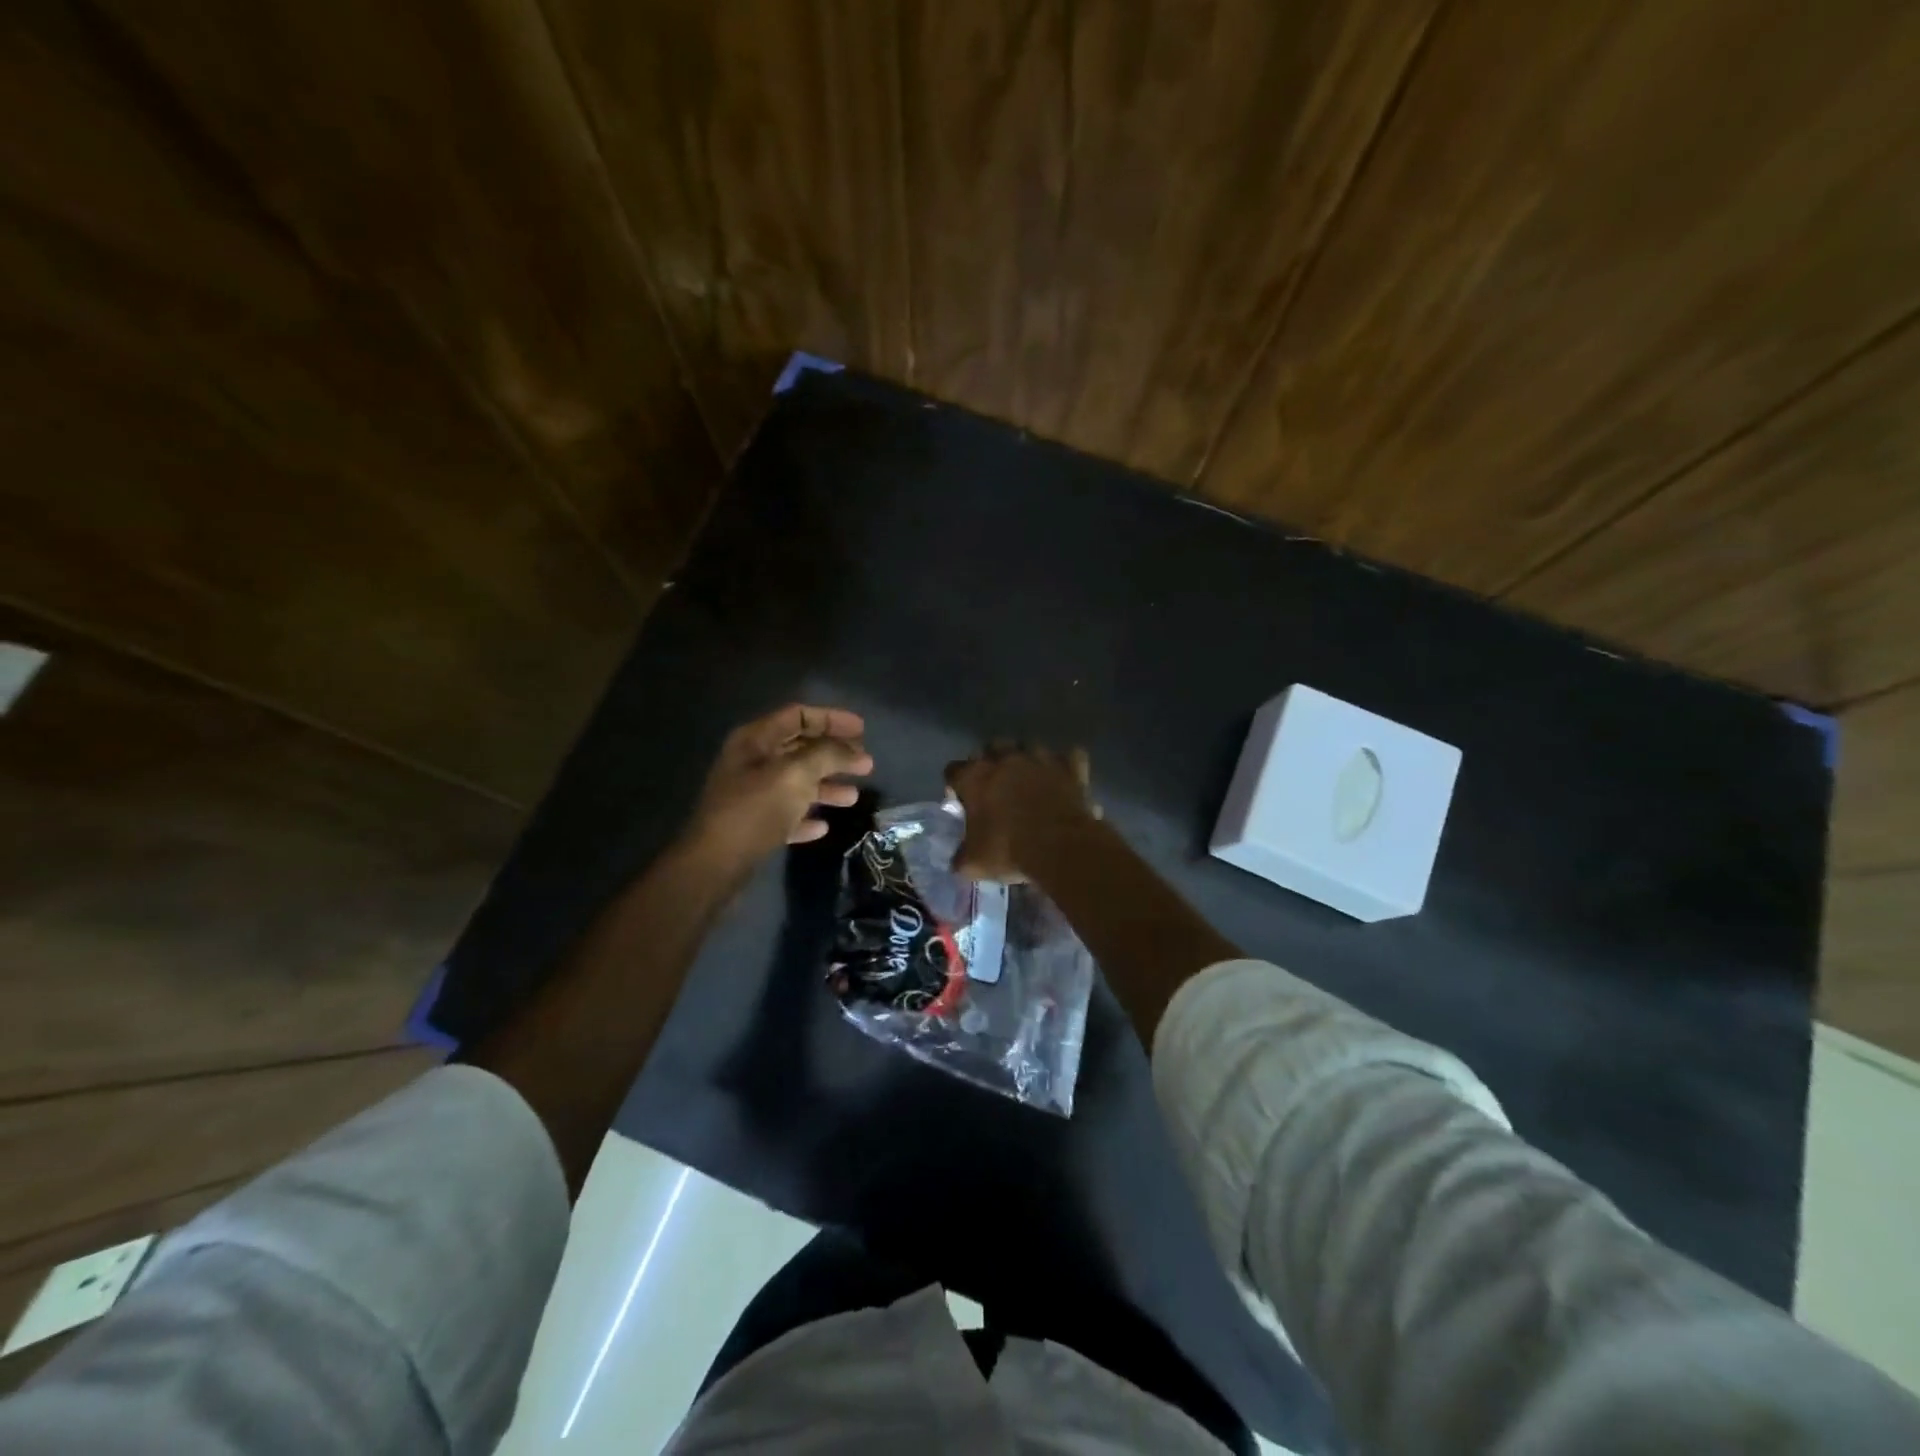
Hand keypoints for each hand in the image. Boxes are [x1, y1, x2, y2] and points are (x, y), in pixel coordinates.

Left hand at [687, 705, 872, 865]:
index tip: (863, 731)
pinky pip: (787, 814)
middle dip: (834, 755)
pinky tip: (823, 827)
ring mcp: (751, 795)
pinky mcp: (753, 826)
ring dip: (826, 787)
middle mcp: (752, 762)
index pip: (799, 716)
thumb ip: (827, 754)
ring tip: (853, 798)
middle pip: (800, 748)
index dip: (832, 719)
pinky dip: (806, 817)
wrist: (715, 865)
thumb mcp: (796, 774)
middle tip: (866, 765)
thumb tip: (853, 750)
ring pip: (797, 783)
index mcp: (756, 740)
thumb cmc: (755, 810)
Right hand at [944, 743, 1097, 882]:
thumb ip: (962, 857)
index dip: (956, 785)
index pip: (953, 770)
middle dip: (992, 762)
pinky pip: (1070, 756)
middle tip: (996, 786)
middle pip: (992, 747)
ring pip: (1029, 746)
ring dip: (1027, 760)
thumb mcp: (974, 863)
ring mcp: (1040, 758)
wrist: (1060, 847)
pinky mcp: (1070, 767)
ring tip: (1030, 780)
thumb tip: (960, 861)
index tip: (962, 801)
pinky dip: (1066, 765)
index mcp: (975, 776)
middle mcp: (1005, 759)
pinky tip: (1064, 777)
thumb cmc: (1009, 850)